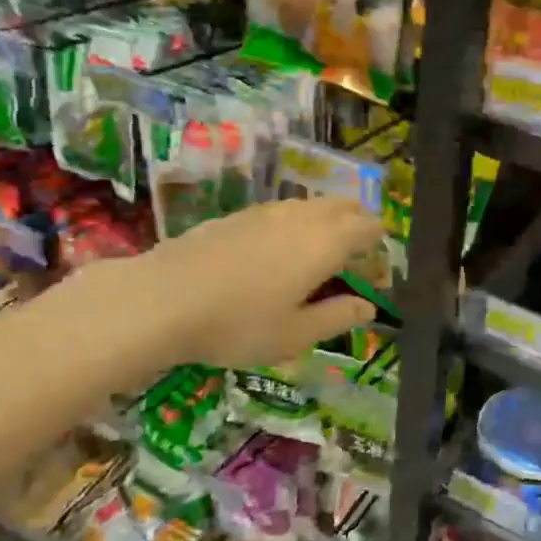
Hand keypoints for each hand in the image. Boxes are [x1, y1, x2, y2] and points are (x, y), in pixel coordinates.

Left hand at [52, 197, 384, 391]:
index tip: (374, 274)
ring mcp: (266, 211)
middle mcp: (301, 216)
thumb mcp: (296, 334)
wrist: (161, 299)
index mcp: (325, 242)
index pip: (369, 226)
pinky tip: (273, 256)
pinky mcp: (236, 215)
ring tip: (315, 258)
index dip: (379, 246)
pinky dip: (293, 225)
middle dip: (356, 227)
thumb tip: (368, 307)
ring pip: (310, 206)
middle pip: (343, 207)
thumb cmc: (238, 324)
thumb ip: (338, 316)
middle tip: (352, 261)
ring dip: (324, 223)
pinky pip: (281, 212)